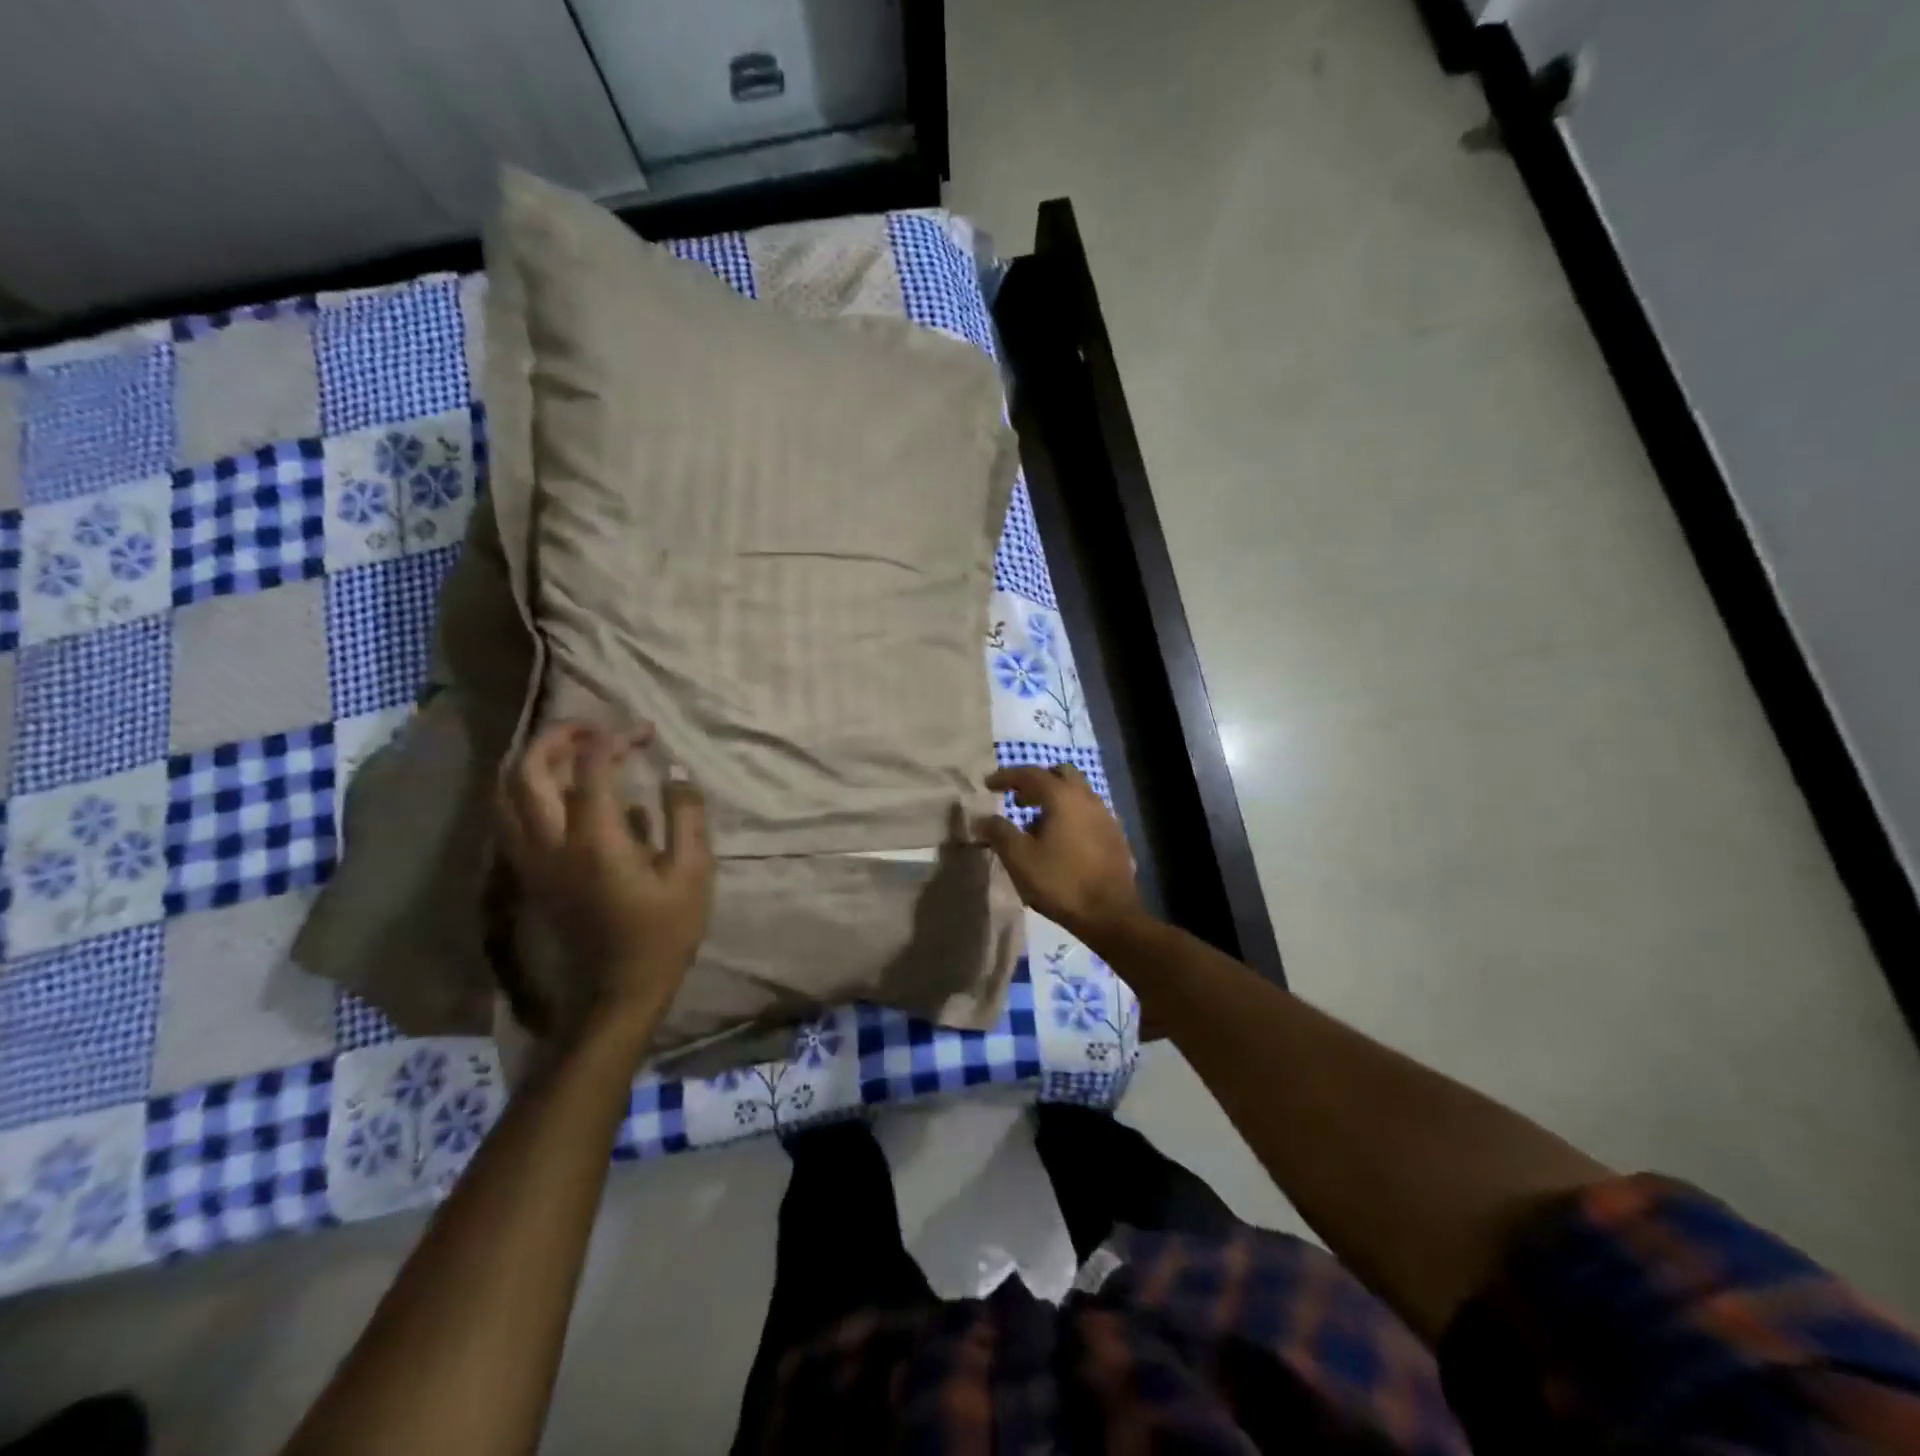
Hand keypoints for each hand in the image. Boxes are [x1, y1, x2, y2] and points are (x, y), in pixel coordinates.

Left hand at [496, 722, 714, 1026]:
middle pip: (527, 771)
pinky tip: (559, 791)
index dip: (615, 738)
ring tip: (569, 752)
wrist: (619, 992)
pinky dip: (526, 790)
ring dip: (532, 761)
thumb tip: (676, 769)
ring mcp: (531, 861)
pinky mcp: (528, 875)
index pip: (591, 768)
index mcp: (596, 840)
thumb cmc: (664, 933)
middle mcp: (551, 843)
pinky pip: (509, 818)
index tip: (644, 731)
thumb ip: (686, 815)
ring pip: (505, 794)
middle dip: (557, 737)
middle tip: (593, 728)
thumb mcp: (693, 873)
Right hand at [973, 763, 1142, 945]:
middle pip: (1061, 774)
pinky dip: (1071, 815)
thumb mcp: (1019, 858)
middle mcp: (1087, 798)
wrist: (1110, 914)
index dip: (1006, 777)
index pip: (1030, 774)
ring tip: (1036, 824)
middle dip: (1037, 782)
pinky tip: (1061, 840)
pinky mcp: (1115, 836)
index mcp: (1062, 797)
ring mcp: (1106, 816)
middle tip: (1018, 799)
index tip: (988, 784)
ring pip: (1077, 794)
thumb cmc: (1060, 882)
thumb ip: (999, 832)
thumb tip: (983, 819)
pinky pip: (1089, 813)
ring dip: (1055, 799)